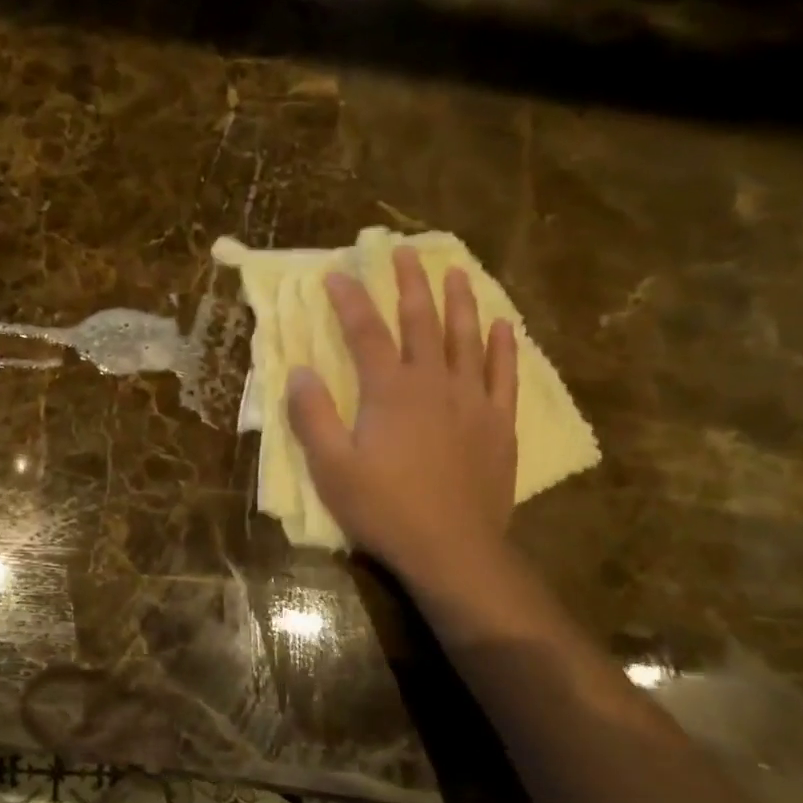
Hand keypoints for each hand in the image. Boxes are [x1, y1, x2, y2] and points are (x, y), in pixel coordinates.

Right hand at [287, 249, 517, 582]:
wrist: (452, 549)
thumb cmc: (384, 509)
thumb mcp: (331, 468)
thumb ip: (313, 417)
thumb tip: (298, 372)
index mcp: (389, 391)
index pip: (365, 332)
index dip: (349, 300)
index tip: (336, 274)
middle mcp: (433, 383)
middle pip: (421, 321)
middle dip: (409, 284)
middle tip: (403, 252)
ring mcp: (472, 401)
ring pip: (467, 338)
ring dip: (459, 301)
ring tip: (456, 271)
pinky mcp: (498, 423)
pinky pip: (504, 374)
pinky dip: (504, 346)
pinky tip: (503, 325)